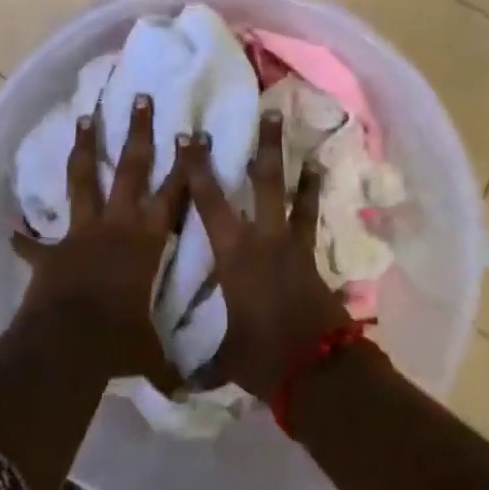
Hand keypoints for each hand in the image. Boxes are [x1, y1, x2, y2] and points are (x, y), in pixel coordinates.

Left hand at [11, 94, 186, 384]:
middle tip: (139, 97)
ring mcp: (81, 232)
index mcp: (148, 241)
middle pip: (130, 167)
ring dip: (84, 147)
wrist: (69, 344)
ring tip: (84, 116)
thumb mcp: (151, 354)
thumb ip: (169, 366)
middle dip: (137, 131)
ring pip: (83, 179)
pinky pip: (34, 242)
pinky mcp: (52, 251)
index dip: (185, 163)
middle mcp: (117, 225)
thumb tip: (191, 395)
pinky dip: (23, 238)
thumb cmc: (120, 341)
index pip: (174, 194)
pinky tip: (11, 229)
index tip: (191, 132)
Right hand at [181, 110, 353, 398]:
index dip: (197, 168)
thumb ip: (195, 357)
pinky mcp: (311, 256)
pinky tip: (317, 170)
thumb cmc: (260, 356)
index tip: (190, 135)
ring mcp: (291, 244)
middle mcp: (262, 238)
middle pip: (262, 182)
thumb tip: (170, 376)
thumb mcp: (220, 354)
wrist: (316, 370)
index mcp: (233, 254)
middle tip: (267, 113)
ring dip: (292, 161)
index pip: (208, 201)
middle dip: (263, 147)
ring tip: (296, 132)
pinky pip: (309, 216)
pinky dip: (312, 192)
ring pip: (291, 192)